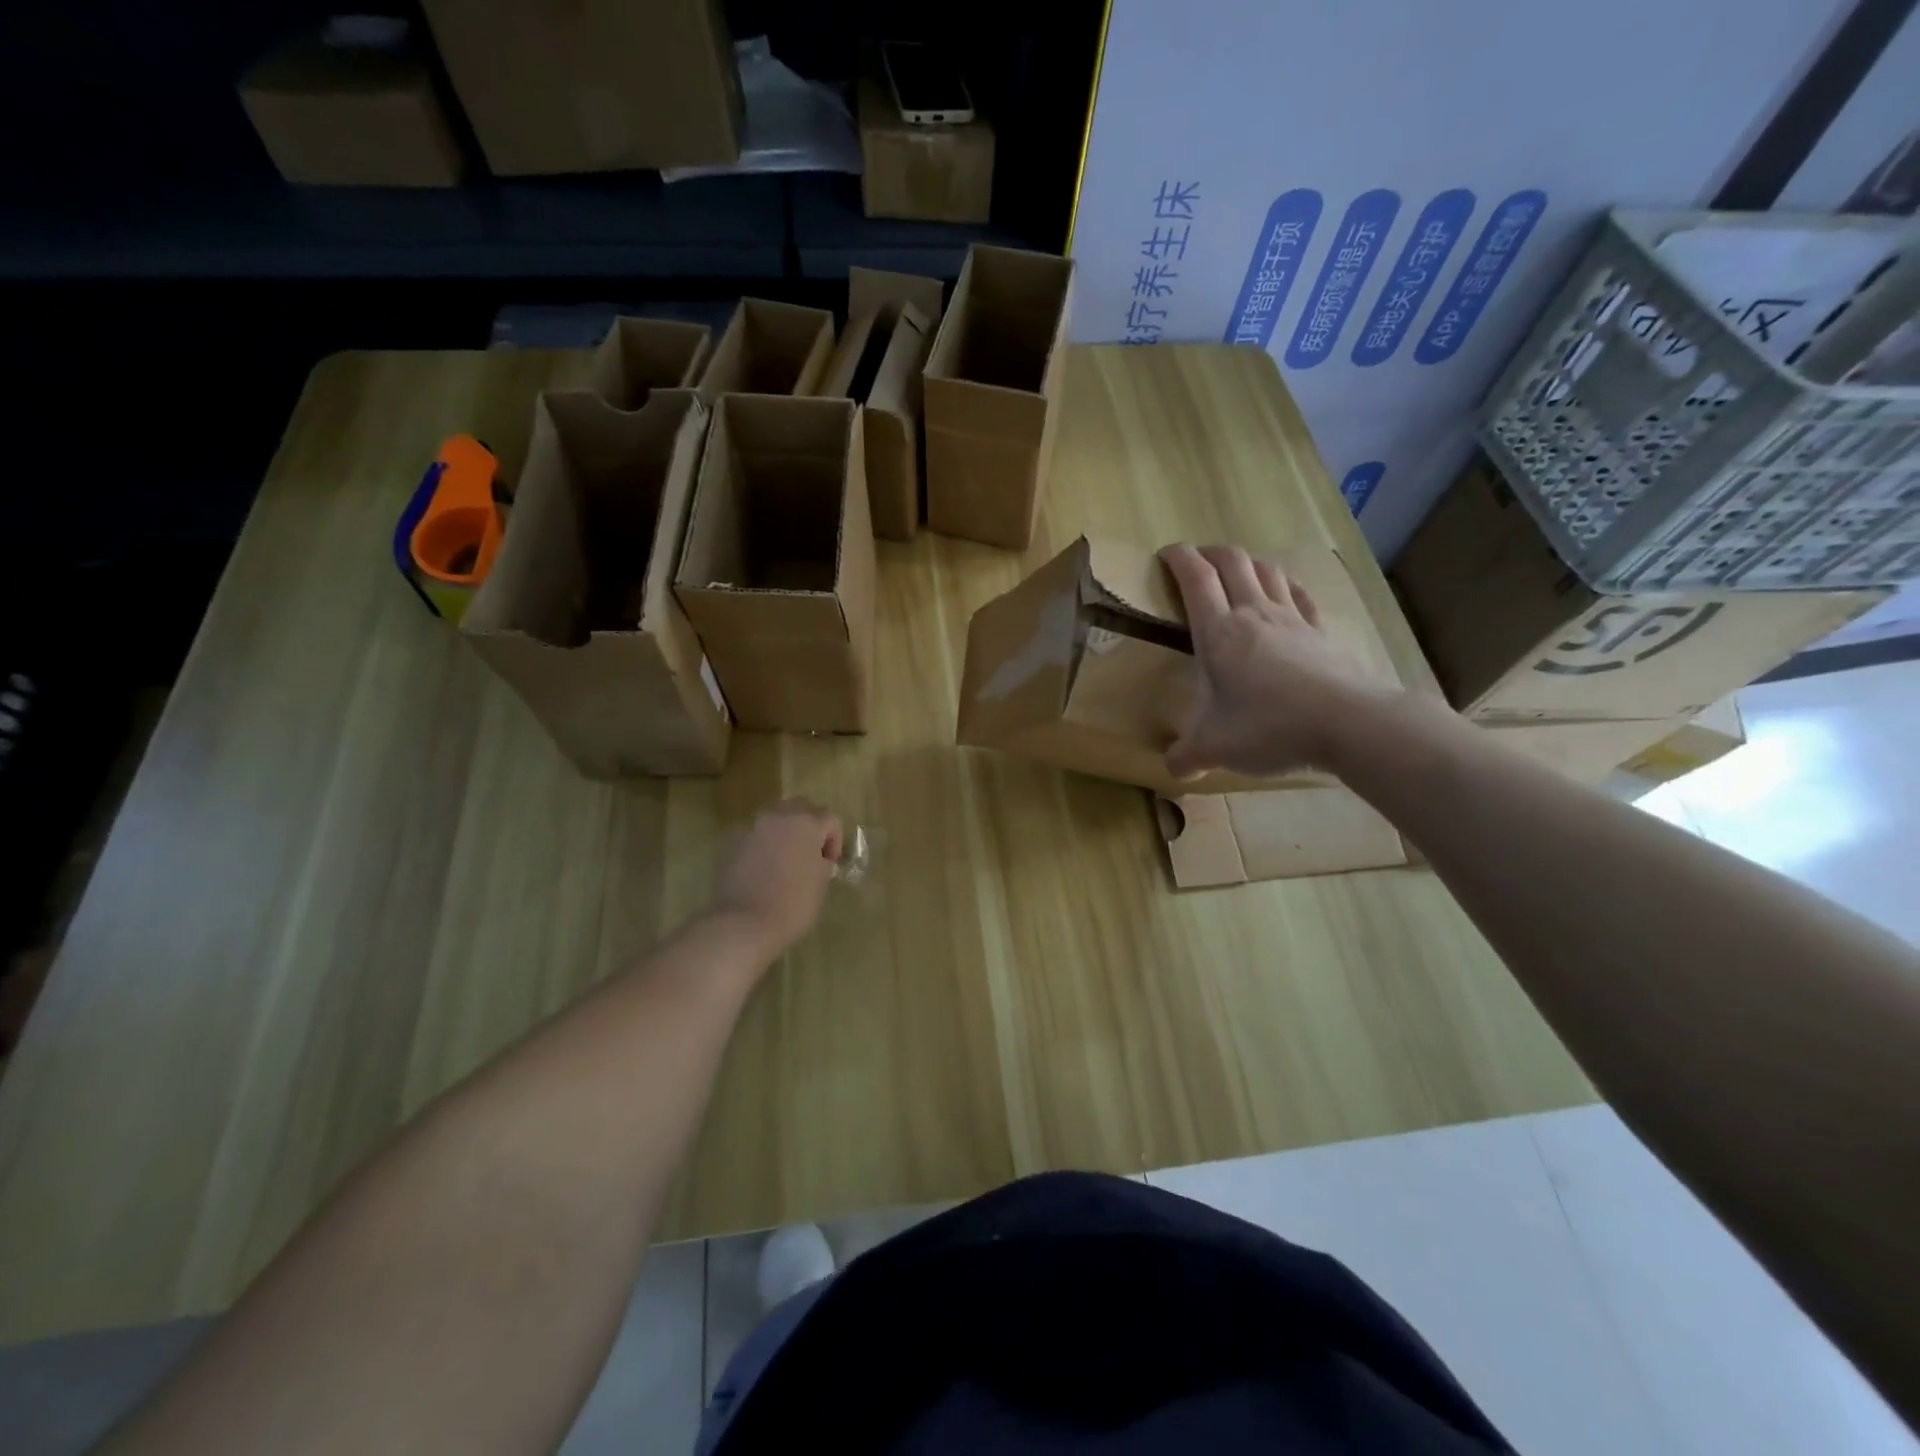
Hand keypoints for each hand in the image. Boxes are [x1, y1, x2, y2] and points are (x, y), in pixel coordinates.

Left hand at [713, 801, 843, 957]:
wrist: (744, 923)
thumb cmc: (793, 904)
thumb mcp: (821, 884)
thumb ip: (823, 863)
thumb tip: (817, 859)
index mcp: (807, 823)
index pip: (830, 819)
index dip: (835, 840)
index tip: (829, 864)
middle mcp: (779, 816)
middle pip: (801, 807)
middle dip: (809, 825)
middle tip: (810, 852)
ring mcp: (752, 826)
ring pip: (774, 816)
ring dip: (784, 830)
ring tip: (784, 857)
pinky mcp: (731, 841)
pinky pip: (754, 833)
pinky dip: (762, 842)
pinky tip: (762, 866)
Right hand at [1160, 543, 1401, 776]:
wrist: (1348, 724)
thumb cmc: (1269, 727)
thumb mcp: (1215, 748)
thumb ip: (1186, 756)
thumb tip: (1173, 768)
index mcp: (1219, 632)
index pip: (1195, 578)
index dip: (1178, 558)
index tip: (1164, 554)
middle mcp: (1254, 614)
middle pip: (1232, 561)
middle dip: (1210, 552)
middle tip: (1196, 560)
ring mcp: (1293, 619)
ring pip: (1267, 570)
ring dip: (1247, 562)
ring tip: (1237, 571)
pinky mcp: (1322, 632)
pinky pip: (1301, 595)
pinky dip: (1286, 585)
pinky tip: (1285, 591)